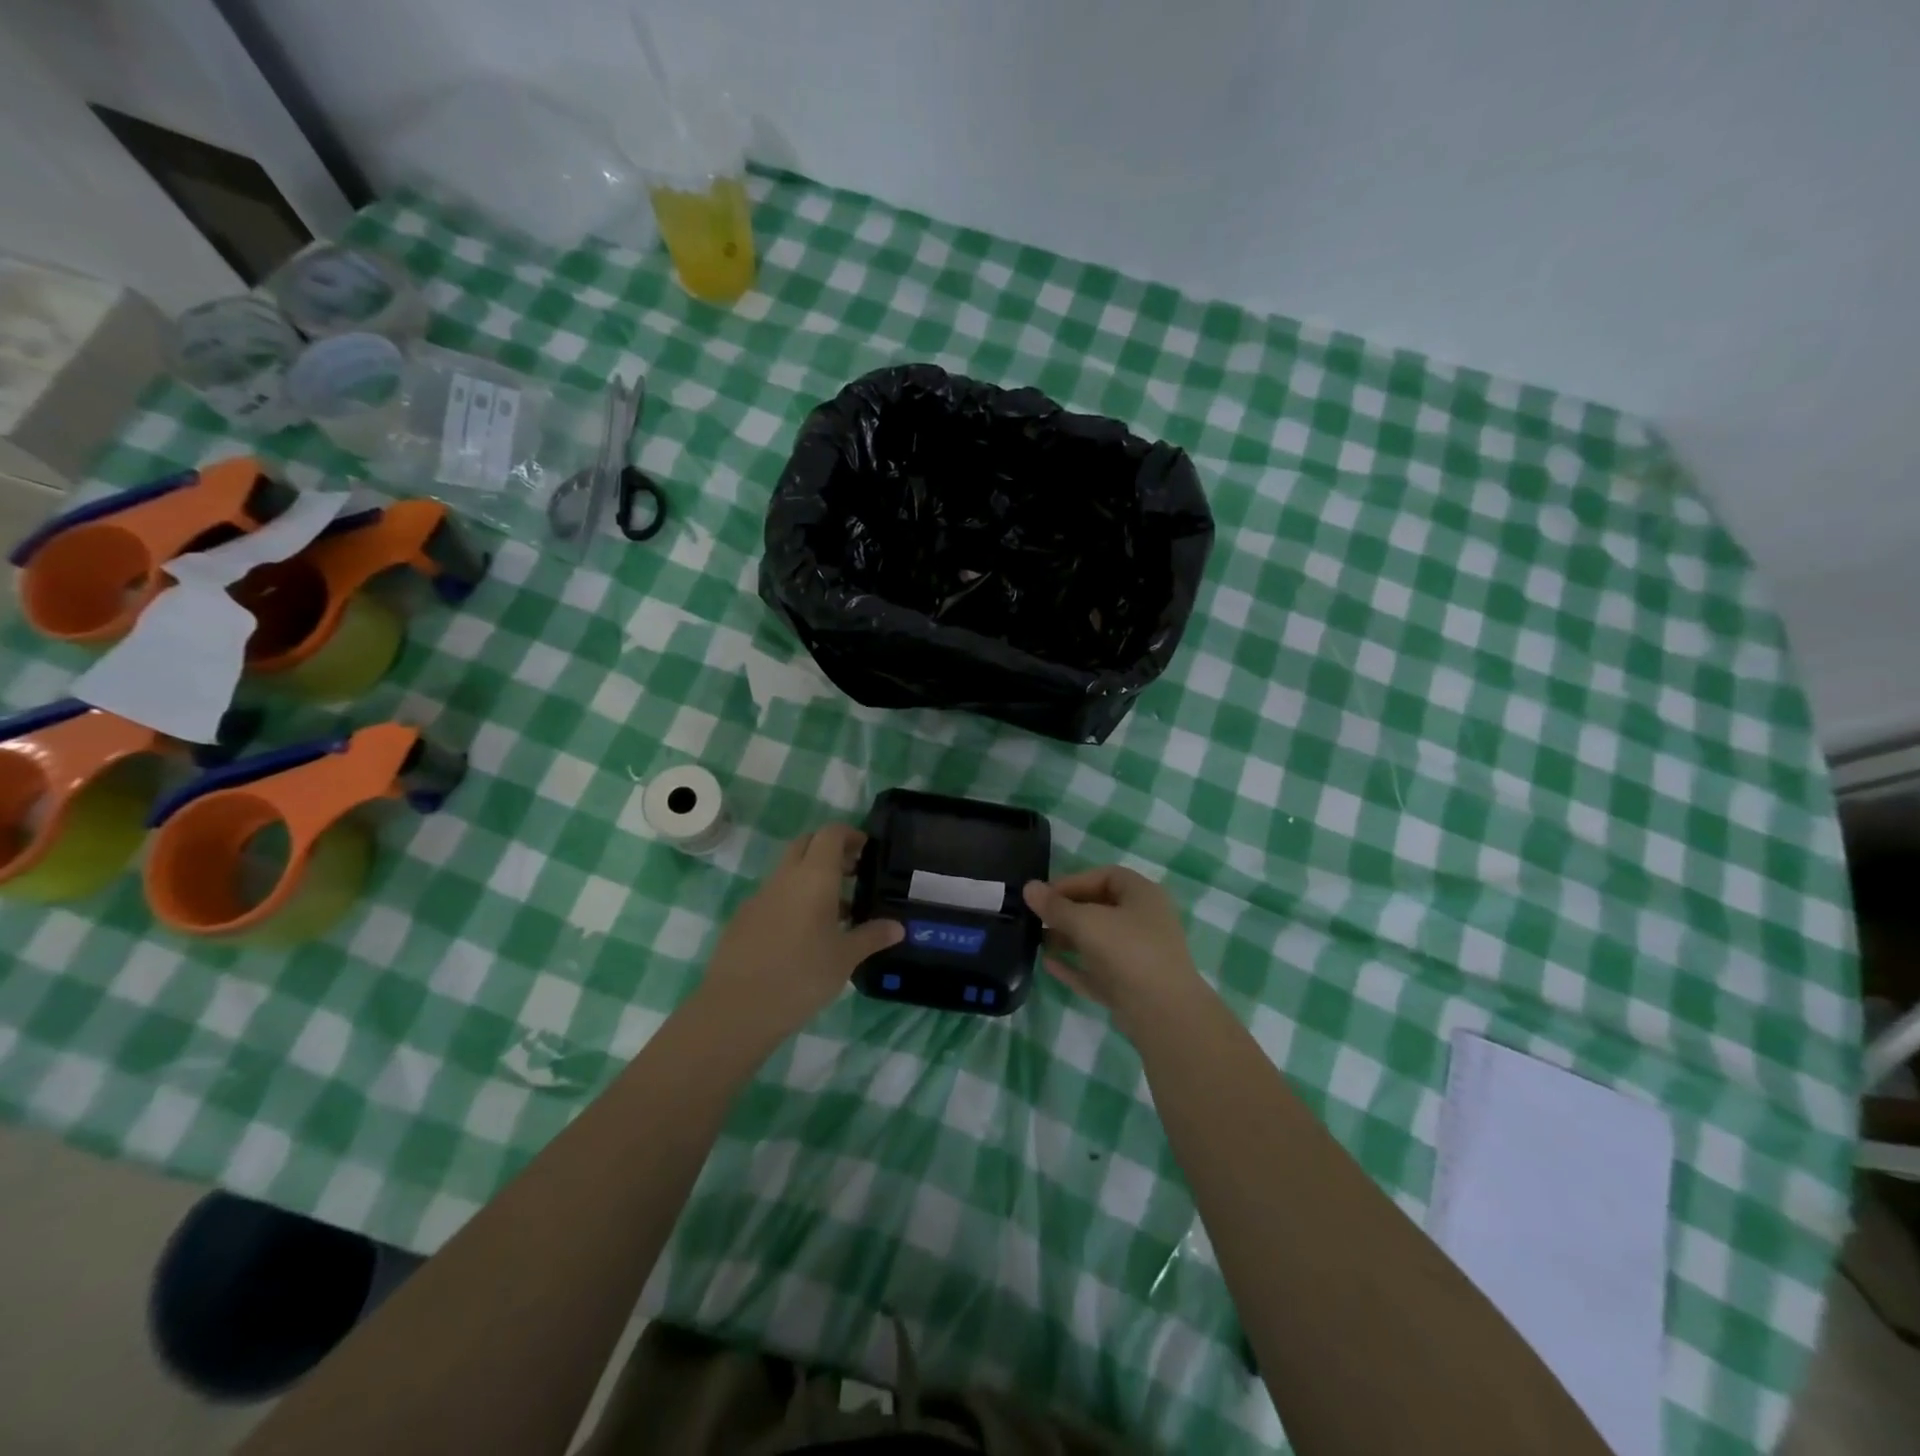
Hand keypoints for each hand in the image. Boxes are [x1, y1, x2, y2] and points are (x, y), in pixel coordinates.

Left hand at [699, 823, 902, 1038]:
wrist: (737, 1008)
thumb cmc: (801, 975)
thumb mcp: (845, 958)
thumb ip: (872, 936)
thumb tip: (898, 927)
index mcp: (814, 876)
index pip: (830, 834)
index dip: (850, 834)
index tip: (866, 850)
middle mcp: (785, 877)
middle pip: (806, 844)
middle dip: (830, 851)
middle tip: (853, 874)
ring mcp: (760, 897)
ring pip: (789, 871)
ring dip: (812, 878)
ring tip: (836, 913)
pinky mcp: (743, 919)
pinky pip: (774, 896)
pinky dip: (793, 901)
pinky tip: (804, 936)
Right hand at [1022, 867, 1205, 1031]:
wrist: (1163, 1013)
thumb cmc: (1127, 951)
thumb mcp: (1086, 921)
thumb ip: (1055, 906)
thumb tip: (1029, 887)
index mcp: (1142, 895)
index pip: (1105, 876)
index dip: (1073, 881)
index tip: (1045, 894)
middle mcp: (1144, 921)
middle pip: (1100, 908)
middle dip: (1066, 912)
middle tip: (1036, 918)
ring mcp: (1139, 956)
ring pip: (1098, 940)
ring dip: (1068, 939)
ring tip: (1037, 941)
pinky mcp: (1131, 986)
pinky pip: (1098, 969)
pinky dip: (1075, 966)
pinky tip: (1048, 964)